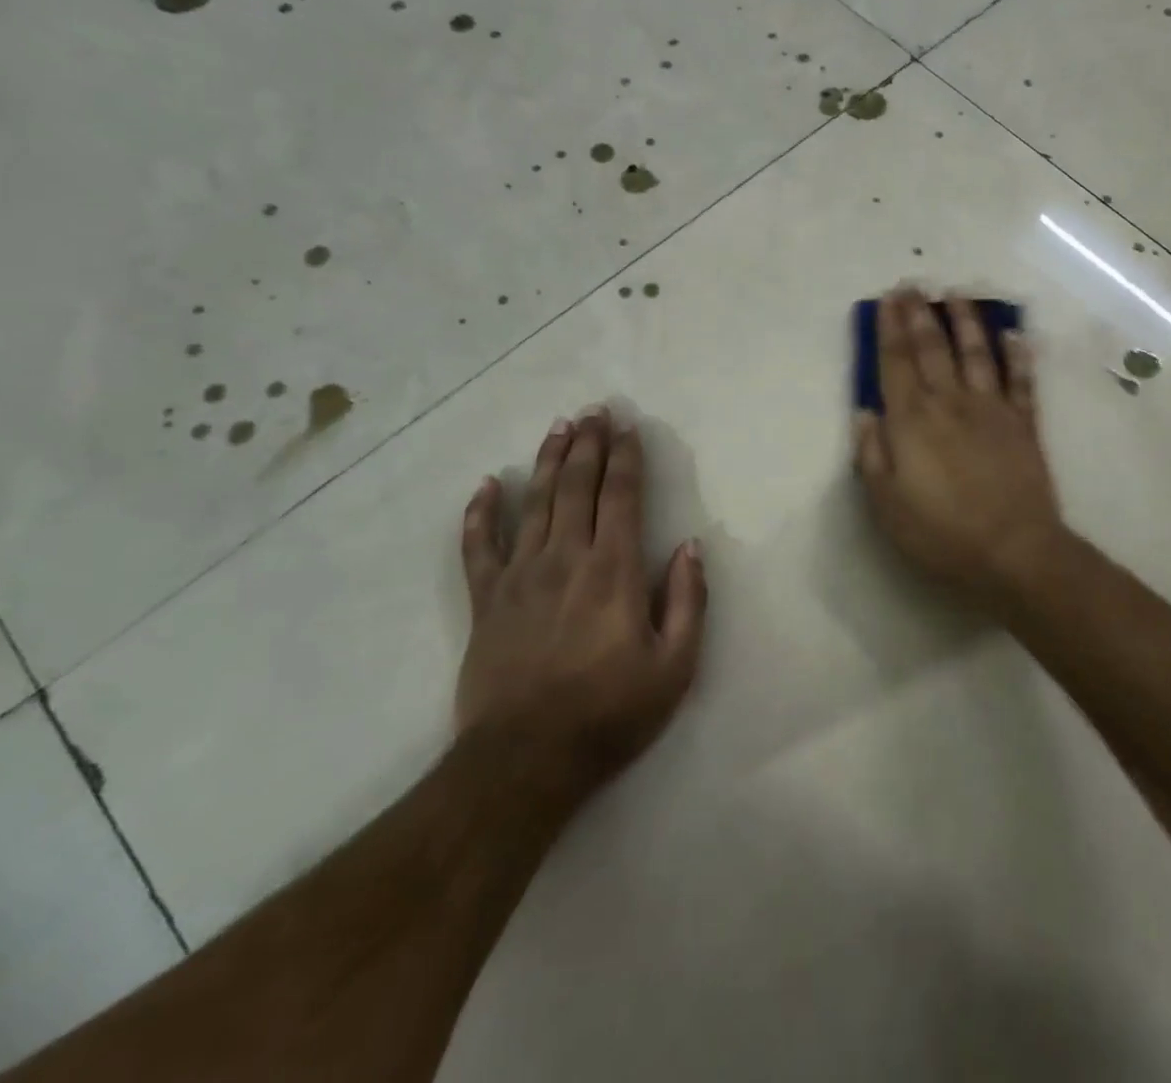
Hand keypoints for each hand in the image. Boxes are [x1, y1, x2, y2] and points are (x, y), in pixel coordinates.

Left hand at [457, 406, 706, 802]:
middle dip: (589, 445)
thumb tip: (692, 546)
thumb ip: (689, 601)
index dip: (627, 458)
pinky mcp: (485, 600)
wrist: (525, 761)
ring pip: (535, 503)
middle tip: (594, 410)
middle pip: (578, 486)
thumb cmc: (610, 714)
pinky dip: (480, 514)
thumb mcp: (675, 667)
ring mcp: (520, 576)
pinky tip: (486, 485)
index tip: (628, 428)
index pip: (622, 497)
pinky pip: (478, 547)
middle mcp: (567, 559)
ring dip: (548, 461)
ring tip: (558, 427)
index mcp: (614, 571)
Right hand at [852, 289, 1066, 607]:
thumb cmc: (942, 533)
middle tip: (913, 285)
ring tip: (957, 295)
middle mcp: (950, 403)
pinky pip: (1021, 379)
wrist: (1014, 551)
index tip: (886, 300)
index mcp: (912, 421)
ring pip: (977, 353)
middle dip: (920, 314)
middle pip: (933, 348)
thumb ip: (872, 455)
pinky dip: (1017, 353)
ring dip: (966, 321)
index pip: (896, 363)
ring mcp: (991, 409)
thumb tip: (864, 413)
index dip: (889, 329)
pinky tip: (1013, 333)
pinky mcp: (1024, 423)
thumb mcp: (887, 505)